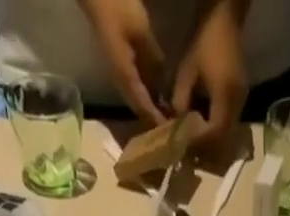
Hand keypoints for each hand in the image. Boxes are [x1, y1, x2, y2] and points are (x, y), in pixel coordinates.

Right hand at [78, 0, 168, 126]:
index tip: (169, 130)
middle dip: (153, 119)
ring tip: (167, 116)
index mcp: (125, 76)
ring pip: (137, 98)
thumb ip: (153, 57)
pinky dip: (147, 94)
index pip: (143, 105)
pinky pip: (136, 86)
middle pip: (139, 107)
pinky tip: (158, 95)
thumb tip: (163, 82)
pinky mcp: (120, 64)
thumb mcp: (140, 31)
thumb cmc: (117, 8)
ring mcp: (119, 72)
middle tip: (171, 127)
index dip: (156, 118)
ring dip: (150, 108)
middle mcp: (121, 80)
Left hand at [172, 0, 249, 142]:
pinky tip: (203, 128)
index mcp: (225, 95)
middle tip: (189, 151)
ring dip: (211, 141)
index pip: (214, 132)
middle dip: (206, 148)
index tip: (184, 146)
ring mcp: (242, 100)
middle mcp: (238, 103)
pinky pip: (229, 123)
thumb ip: (180, 101)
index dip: (199, 143)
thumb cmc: (205, 39)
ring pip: (227, 134)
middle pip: (223, 139)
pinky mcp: (240, 97)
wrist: (225, 16)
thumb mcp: (186, 70)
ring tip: (194, 142)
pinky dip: (216, 130)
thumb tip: (176, 125)